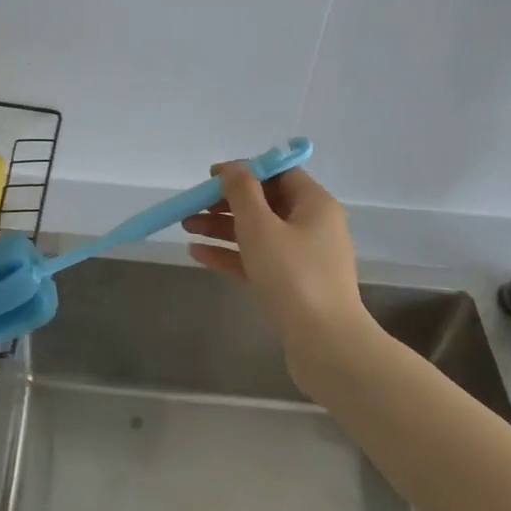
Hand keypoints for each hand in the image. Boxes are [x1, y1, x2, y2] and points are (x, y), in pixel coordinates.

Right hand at [182, 163, 366, 347]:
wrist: (324, 343)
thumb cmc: (293, 276)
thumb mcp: (261, 226)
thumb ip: (242, 192)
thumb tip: (232, 167)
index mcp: (314, 204)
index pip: (279, 174)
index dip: (245, 171)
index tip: (211, 178)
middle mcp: (313, 226)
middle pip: (265, 203)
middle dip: (226, 203)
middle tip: (193, 206)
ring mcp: (303, 258)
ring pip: (258, 233)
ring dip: (222, 228)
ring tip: (186, 228)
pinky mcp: (292, 286)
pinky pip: (257, 260)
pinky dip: (231, 255)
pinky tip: (198, 254)